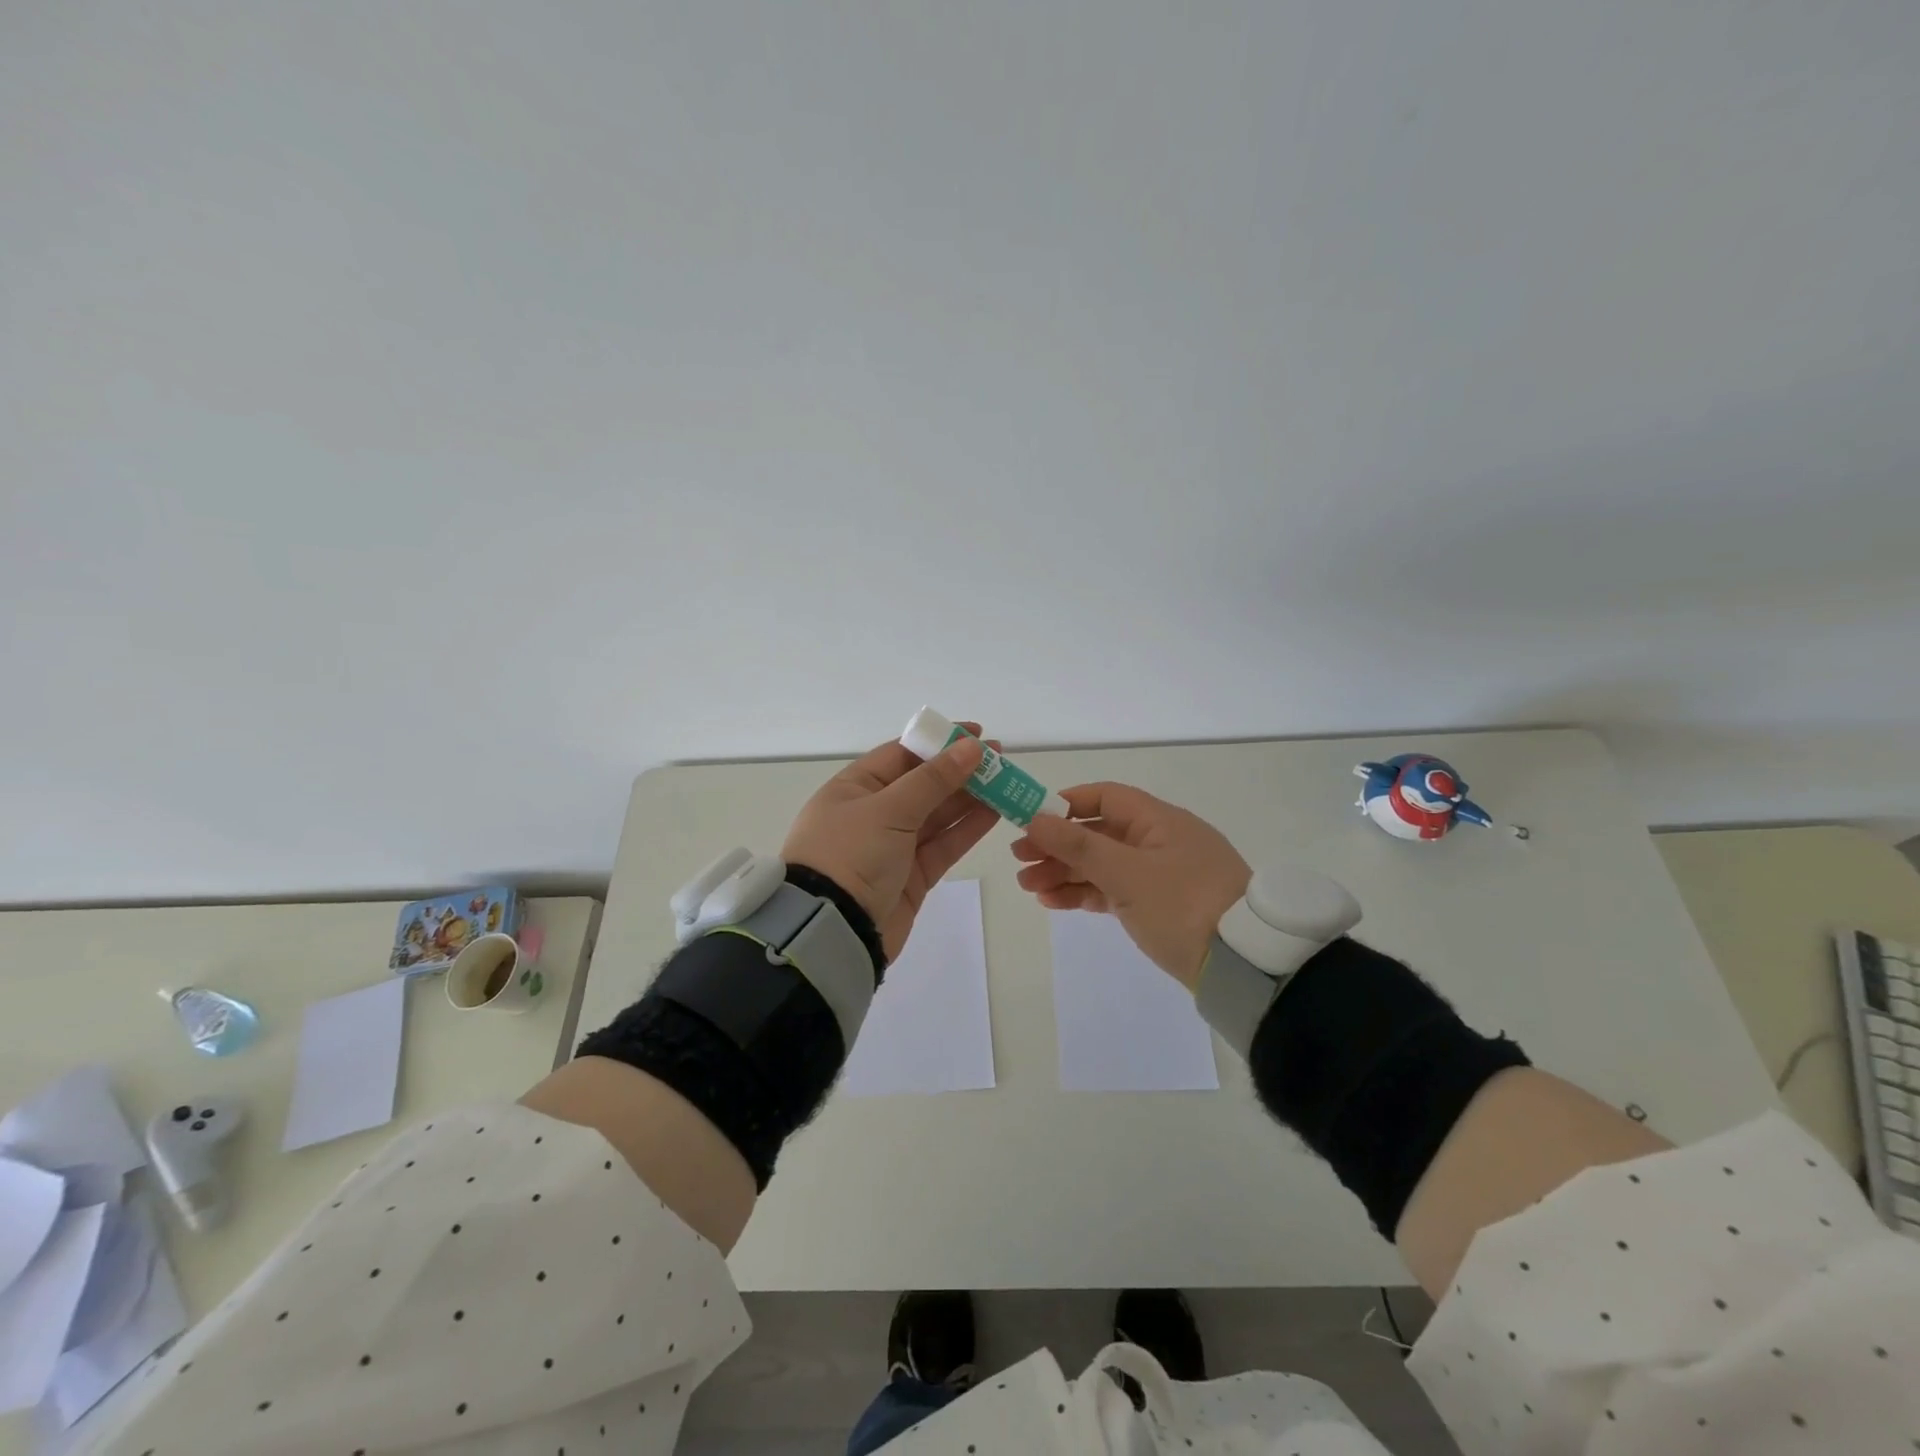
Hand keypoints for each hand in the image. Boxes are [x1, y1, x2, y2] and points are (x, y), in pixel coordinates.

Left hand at [782, 728, 999, 961]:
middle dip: (961, 770)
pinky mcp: (912, 876)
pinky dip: (968, 828)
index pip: (902, 754)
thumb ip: (934, 780)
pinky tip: (996, 811)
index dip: (939, 742)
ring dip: (970, 798)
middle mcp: (873, 812)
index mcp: (855, 787)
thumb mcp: (889, 809)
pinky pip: (944, 844)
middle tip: (1001, 759)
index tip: (976, 734)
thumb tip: (971, 747)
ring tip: (1007, 781)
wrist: (831, 930)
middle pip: (923, 783)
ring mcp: (894, 845)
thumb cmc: (850, 855)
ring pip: (938, 814)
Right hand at [1013, 783, 1250, 990]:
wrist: (1243, 966)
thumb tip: (1035, 818)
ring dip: (1065, 872)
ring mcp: (1160, 876)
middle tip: (1020, 860)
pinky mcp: (1159, 907)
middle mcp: (1159, 841)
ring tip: (1028, 887)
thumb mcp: (1126, 873)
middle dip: (1058, 845)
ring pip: (1103, 864)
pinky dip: (1085, 893)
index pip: (1105, 797)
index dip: (1066, 804)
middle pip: (1099, 833)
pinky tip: (1054, 902)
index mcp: (1159, 820)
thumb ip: (1079, 845)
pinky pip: (1114, 891)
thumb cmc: (1183, 905)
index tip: (1031, 819)